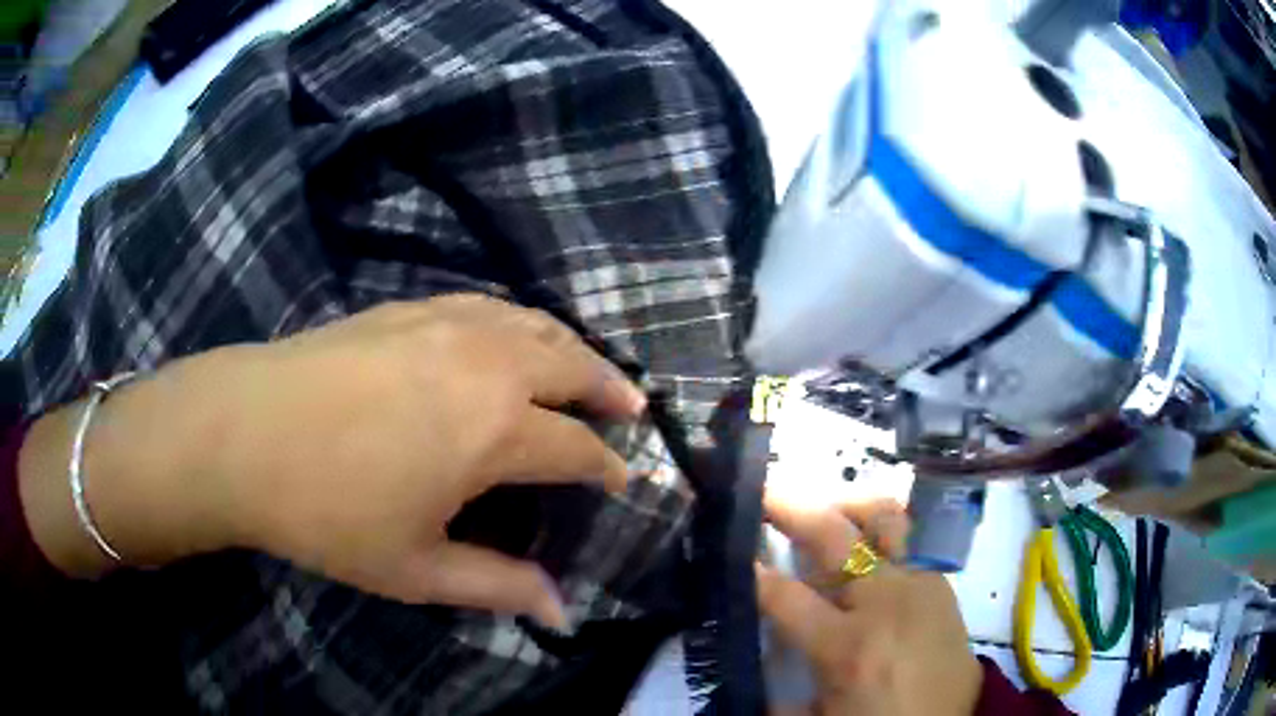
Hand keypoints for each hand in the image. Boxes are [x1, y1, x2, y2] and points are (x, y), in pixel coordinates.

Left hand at [20, 295, 644, 628]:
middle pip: (571, 367)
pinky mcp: (407, 308)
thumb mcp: (416, 569)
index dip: (607, 467)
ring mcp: (444, 324)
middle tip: (634, 409)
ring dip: (572, 348)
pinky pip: (486, 304)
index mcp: (493, 430)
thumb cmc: (327, 511)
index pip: (576, 447)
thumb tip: (563, 612)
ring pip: (534, 324)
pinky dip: (519, 320)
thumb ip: (497, 587)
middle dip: (610, 389)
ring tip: (590, 368)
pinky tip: (514, 333)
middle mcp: (484, 364)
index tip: (625, 481)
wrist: (241, 433)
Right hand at [756, 487, 983, 715]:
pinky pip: (908, 536)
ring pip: (883, 516)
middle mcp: (885, 602)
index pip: (785, 597)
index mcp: (847, 648)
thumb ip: (779, 693)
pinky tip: (865, 541)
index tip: (730, 551)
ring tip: (824, 507)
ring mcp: (918, 583)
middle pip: (834, 536)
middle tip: (764, 489)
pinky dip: (880, 528)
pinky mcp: (940, 580)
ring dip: (846, 504)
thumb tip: (754, 667)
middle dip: (791, 506)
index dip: (751, 573)